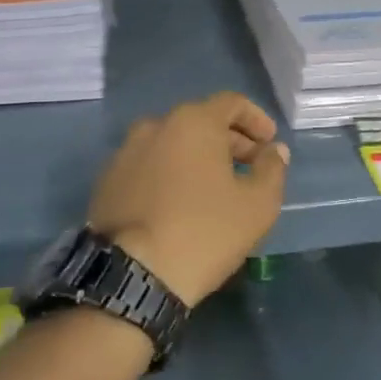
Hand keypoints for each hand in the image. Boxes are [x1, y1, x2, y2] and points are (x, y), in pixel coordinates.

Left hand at [88, 93, 289, 306]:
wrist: (132, 276)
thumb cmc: (204, 232)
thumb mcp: (257, 205)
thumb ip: (272, 169)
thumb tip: (274, 150)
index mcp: (193, 122)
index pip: (232, 103)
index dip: (256, 119)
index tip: (270, 143)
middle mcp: (155, 126)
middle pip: (201, 122)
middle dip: (230, 141)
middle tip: (249, 168)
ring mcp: (125, 153)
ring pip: (172, 144)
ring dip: (198, 158)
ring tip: (215, 189)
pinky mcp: (106, 181)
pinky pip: (149, 166)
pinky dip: (170, 174)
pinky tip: (180, 204)